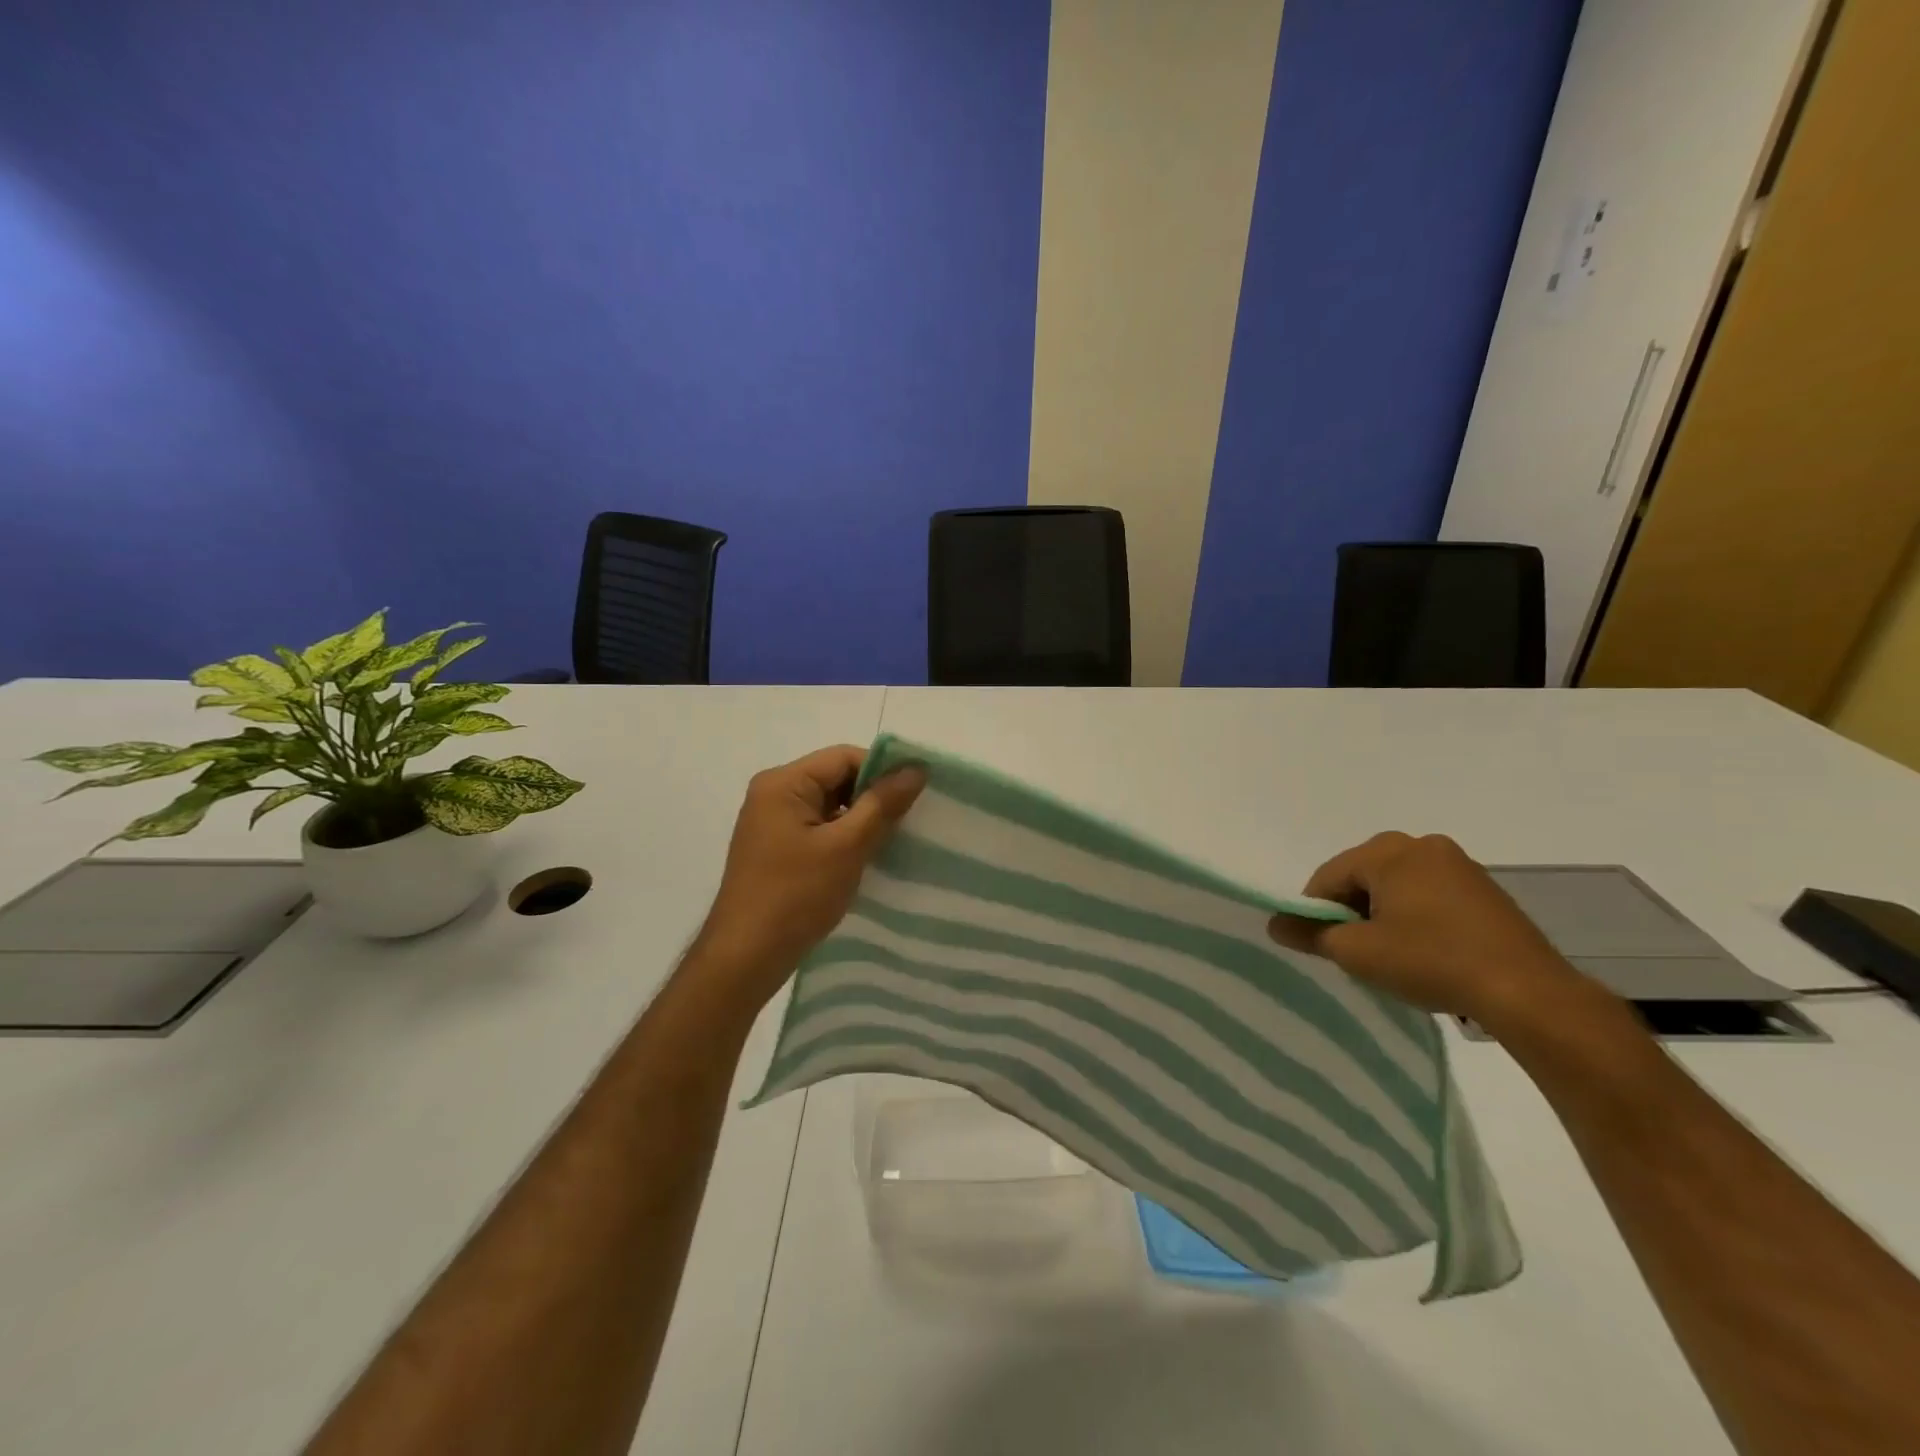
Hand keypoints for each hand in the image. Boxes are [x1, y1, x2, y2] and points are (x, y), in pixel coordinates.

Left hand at [690, 745, 925, 1011]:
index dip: (883, 771)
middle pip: (836, 779)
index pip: (844, 758)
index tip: (918, 794)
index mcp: (783, 783)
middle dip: (873, 797)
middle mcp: (773, 794)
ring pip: (830, 806)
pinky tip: (867, 858)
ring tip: (894, 841)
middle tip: (911, 820)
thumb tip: (915, 768)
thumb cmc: (796, 896)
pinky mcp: (776, 849)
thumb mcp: (847, 847)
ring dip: (861, 820)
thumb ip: (882, 804)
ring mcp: (771, 823)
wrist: (745, 958)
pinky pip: (819, 829)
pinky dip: (844, 838)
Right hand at [1267, 832, 1594, 1030]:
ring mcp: (1459, 865)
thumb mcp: (1357, 953)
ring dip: (1383, 916)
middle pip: (1362, 877)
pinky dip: (1416, 919)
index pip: (1327, 877)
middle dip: (1351, 912)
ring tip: (1392, 956)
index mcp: (1388, 851)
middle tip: (1355, 952)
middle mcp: (1422, 845)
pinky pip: (1430, 896)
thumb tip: (1274, 923)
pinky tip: (1425, 952)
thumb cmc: (1431, 961)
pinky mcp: (1485, 890)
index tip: (1320, 946)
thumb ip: (1310, 934)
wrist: (1528, 993)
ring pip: (1397, 887)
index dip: (1314, 912)